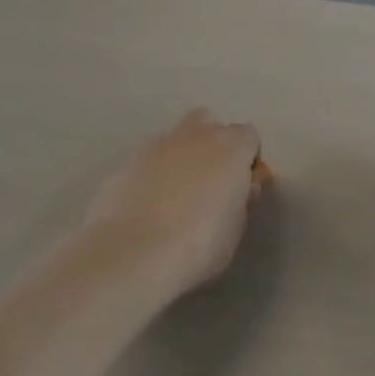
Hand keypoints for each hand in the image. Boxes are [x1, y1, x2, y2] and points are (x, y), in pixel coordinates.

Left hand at [84, 110, 266, 295]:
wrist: (134, 252)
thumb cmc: (199, 244)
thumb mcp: (236, 229)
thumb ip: (241, 201)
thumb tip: (241, 189)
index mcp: (230, 147)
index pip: (249, 137)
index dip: (247, 161)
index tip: (242, 188)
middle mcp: (194, 135)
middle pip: (208, 123)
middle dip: (211, 145)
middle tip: (209, 184)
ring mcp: (156, 145)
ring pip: (174, 140)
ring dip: (179, 159)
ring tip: (174, 199)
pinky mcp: (125, 162)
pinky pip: (147, 161)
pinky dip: (151, 175)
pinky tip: (147, 207)